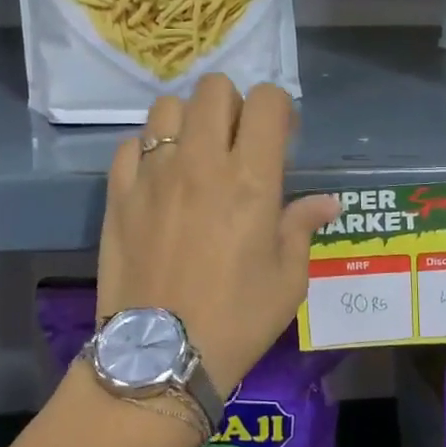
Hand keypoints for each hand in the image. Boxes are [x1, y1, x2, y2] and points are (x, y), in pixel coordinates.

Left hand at [97, 75, 339, 398]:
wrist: (159, 357)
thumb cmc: (236, 320)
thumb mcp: (288, 280)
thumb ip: (302, 227)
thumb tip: (326, 202)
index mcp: (251, 179)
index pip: (266, 101)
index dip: (279, 109)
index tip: (282, 137)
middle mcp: (200, 162)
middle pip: (214, 88)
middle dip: (233, 103)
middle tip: (238, 141)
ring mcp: (153, 174)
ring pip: (167, 106)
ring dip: (188, 119)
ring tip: (195, 153)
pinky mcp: (119, 193)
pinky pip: (130, 145)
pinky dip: (148, 150)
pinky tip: (158, 178)